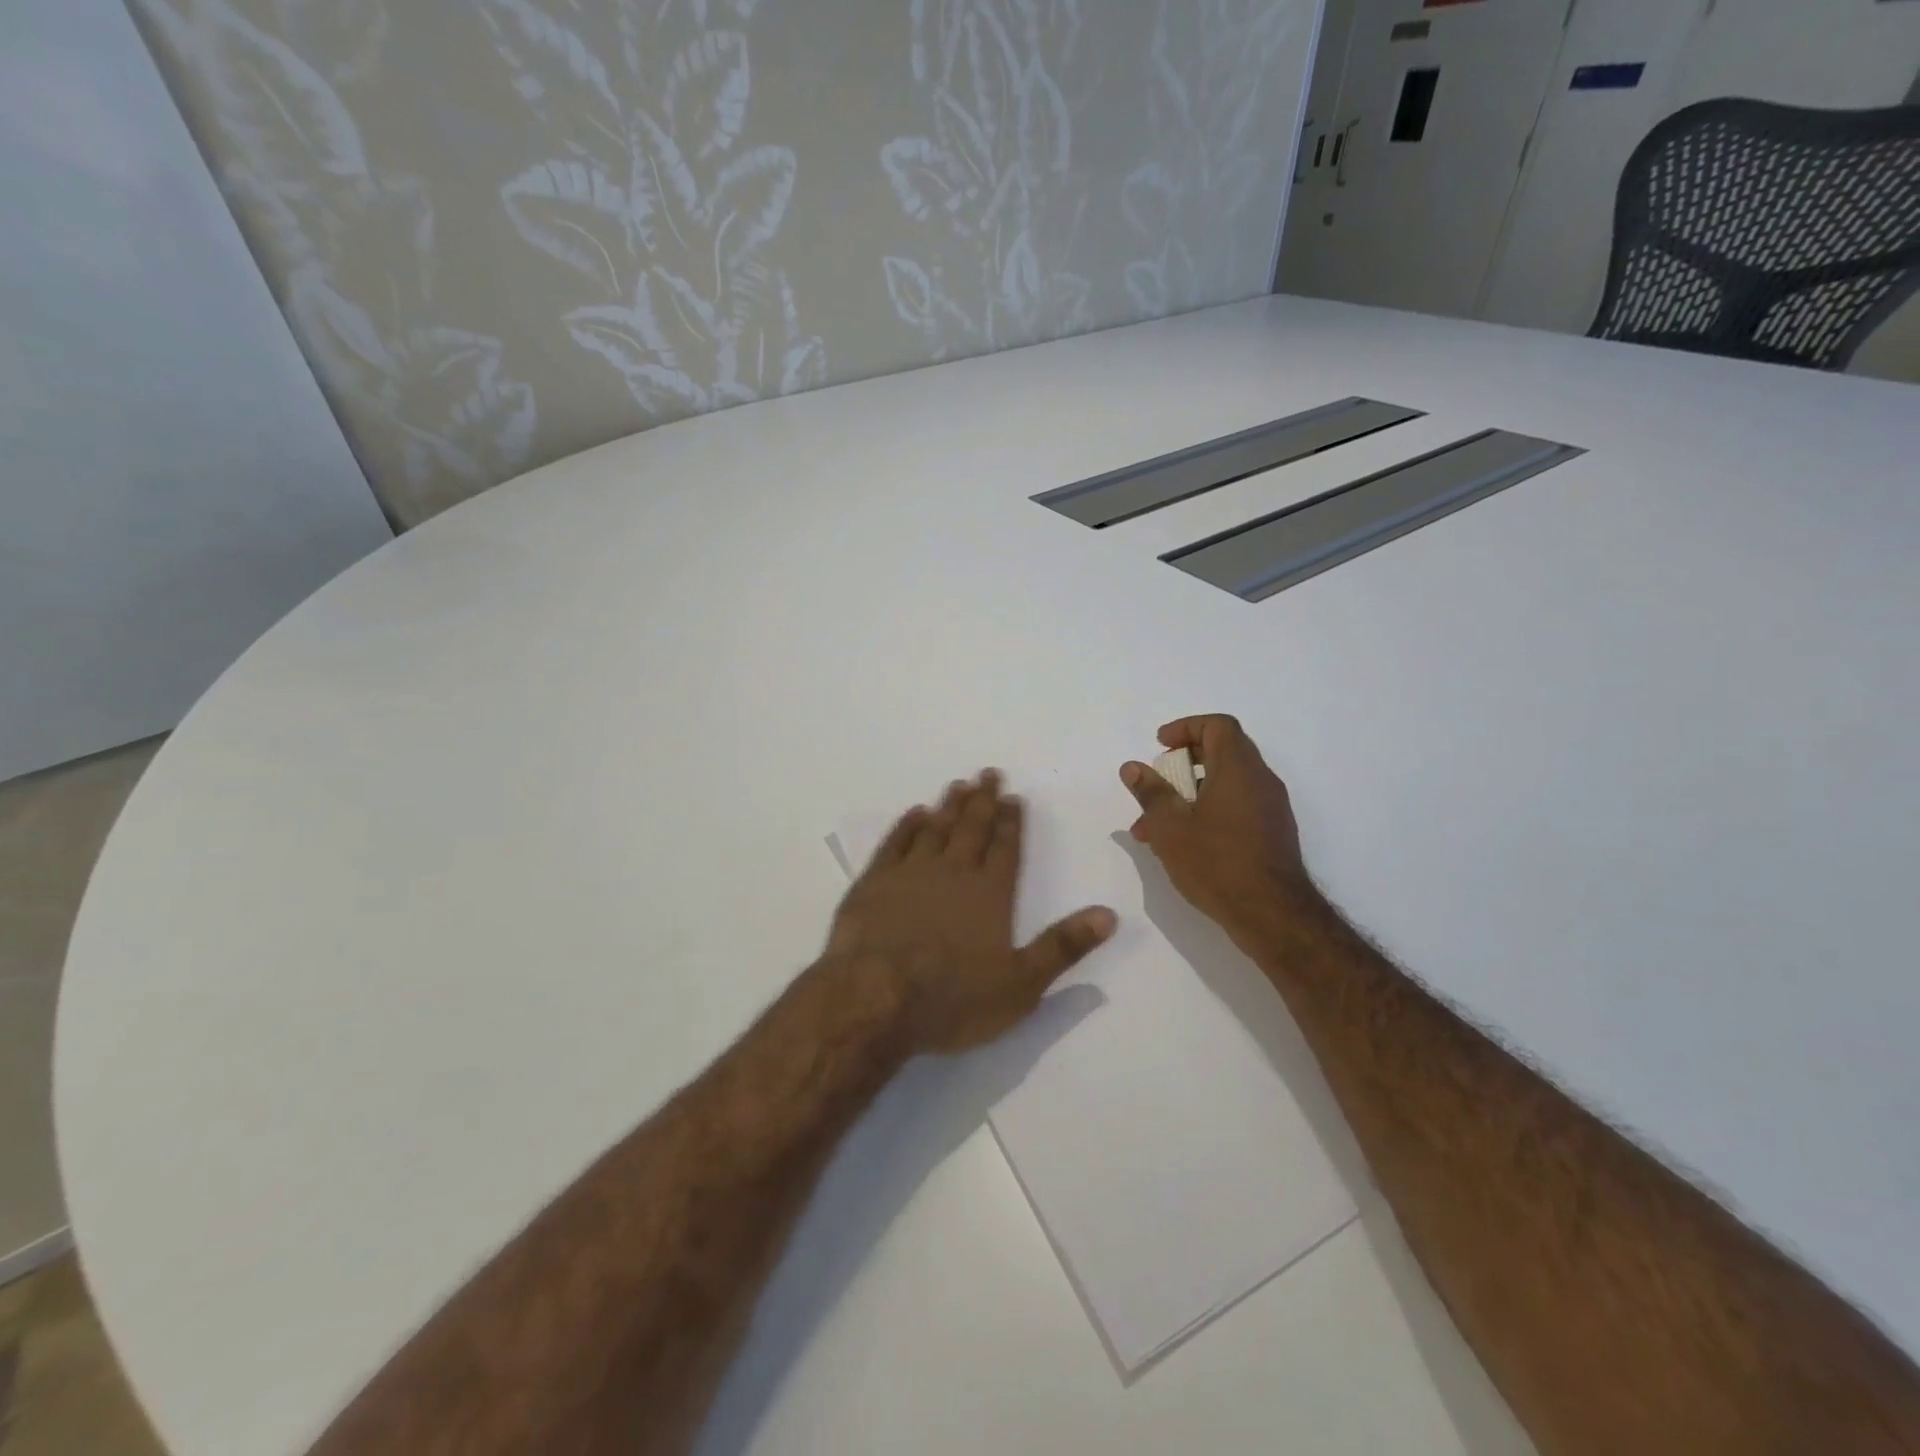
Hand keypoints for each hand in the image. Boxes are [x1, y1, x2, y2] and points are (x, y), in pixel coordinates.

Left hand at [827, 771, 1117, 1054]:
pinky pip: (894, 842)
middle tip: (989, 773)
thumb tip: (1109, 914)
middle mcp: (953, 873)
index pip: (1006, 848)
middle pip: (972, 828)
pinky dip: (906, 825)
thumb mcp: (1021, 985)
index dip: (1012, 822)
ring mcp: (910, 873)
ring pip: (935, 829)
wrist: (874, 998)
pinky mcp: (873, 882)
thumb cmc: (952, 998)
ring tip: (958, 785)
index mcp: (990, 895)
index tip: (1014, 797)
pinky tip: (915, 813)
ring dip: (949, 806)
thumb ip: (1063, 947)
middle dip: (983, 801)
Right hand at [1120, 715, 1317, 944]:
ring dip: (1189, 795)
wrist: (1273, 915)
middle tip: (1155, 784)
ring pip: (1225, 784)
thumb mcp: (1170, 827)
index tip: (1160, 746)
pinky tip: (1183, 844)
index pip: (1218, 725)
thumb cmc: (1216, 863)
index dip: (1186, 727)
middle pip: (1222, 752)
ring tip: (1154, 828)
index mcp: (1238, 769)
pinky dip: (1208, 811)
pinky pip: (1236, 806)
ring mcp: (1271, 807)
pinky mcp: (1273, 832)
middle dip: (1181, 765)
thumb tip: (1133, 767)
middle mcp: (1260, 780)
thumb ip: (1150, 792)